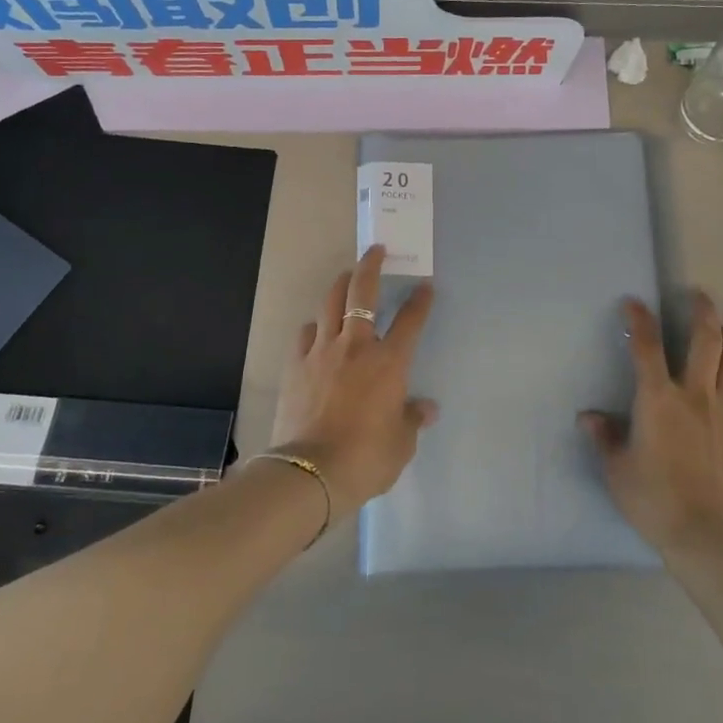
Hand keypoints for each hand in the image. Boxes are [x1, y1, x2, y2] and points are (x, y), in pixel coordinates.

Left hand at [269, 245, 436, 518]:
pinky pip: (306, 333)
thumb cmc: (366, 458)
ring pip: (330, 303)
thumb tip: (426, 409)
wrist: (310, 472)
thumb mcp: (401, 444)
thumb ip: (412, 419)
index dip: (420, 301)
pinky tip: (317, 331)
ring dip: (340, 285)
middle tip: (376, 250)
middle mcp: (356, 346)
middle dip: (371, 266)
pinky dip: (315, 327)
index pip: (411, 321)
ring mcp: (322, 351)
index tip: (425, 286)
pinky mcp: (296, 364)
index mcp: (389, 363)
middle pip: (362, 292)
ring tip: (346, 276)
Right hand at [582, 293, 722, 554]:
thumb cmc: (652, 498)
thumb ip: (604, 437)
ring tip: (721, 327)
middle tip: (698, 295)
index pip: (647, 347)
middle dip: (702, 311)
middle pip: (706, 340)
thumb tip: (588, 417)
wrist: (704, 532)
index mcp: (657, 399)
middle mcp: (694, 395)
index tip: (633, 302)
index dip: (639, 320)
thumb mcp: (616, 468)